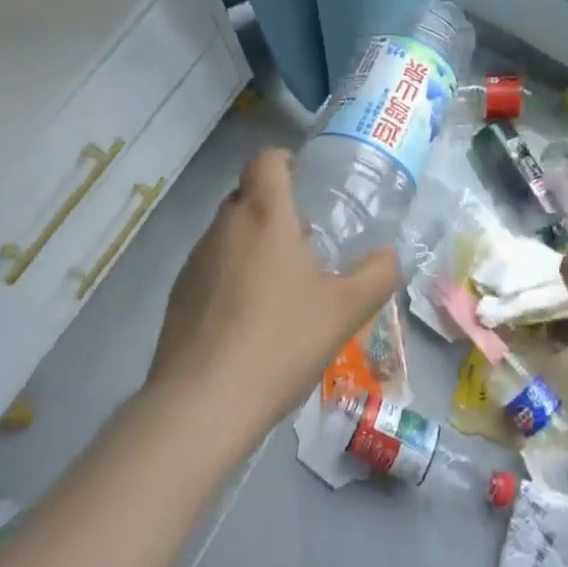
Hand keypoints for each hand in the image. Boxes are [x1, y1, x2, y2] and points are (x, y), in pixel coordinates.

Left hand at [145, 149, 398, 446]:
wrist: (201, 407)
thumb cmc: (279, 342)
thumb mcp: (345, 310)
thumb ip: (377, 275)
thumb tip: (390, 255)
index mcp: (264, 214)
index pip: (266, 160)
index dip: (285, 161)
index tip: (306, 183)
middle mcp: (224, 226)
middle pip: (247, 194)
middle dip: (274, 207)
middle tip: (305, 240)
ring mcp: (195, 261)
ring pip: (228, 231)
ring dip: (253, 243)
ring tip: (281, 285)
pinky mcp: (178, 296)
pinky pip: (211, 267)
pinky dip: (231, 276)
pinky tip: (250, 320)